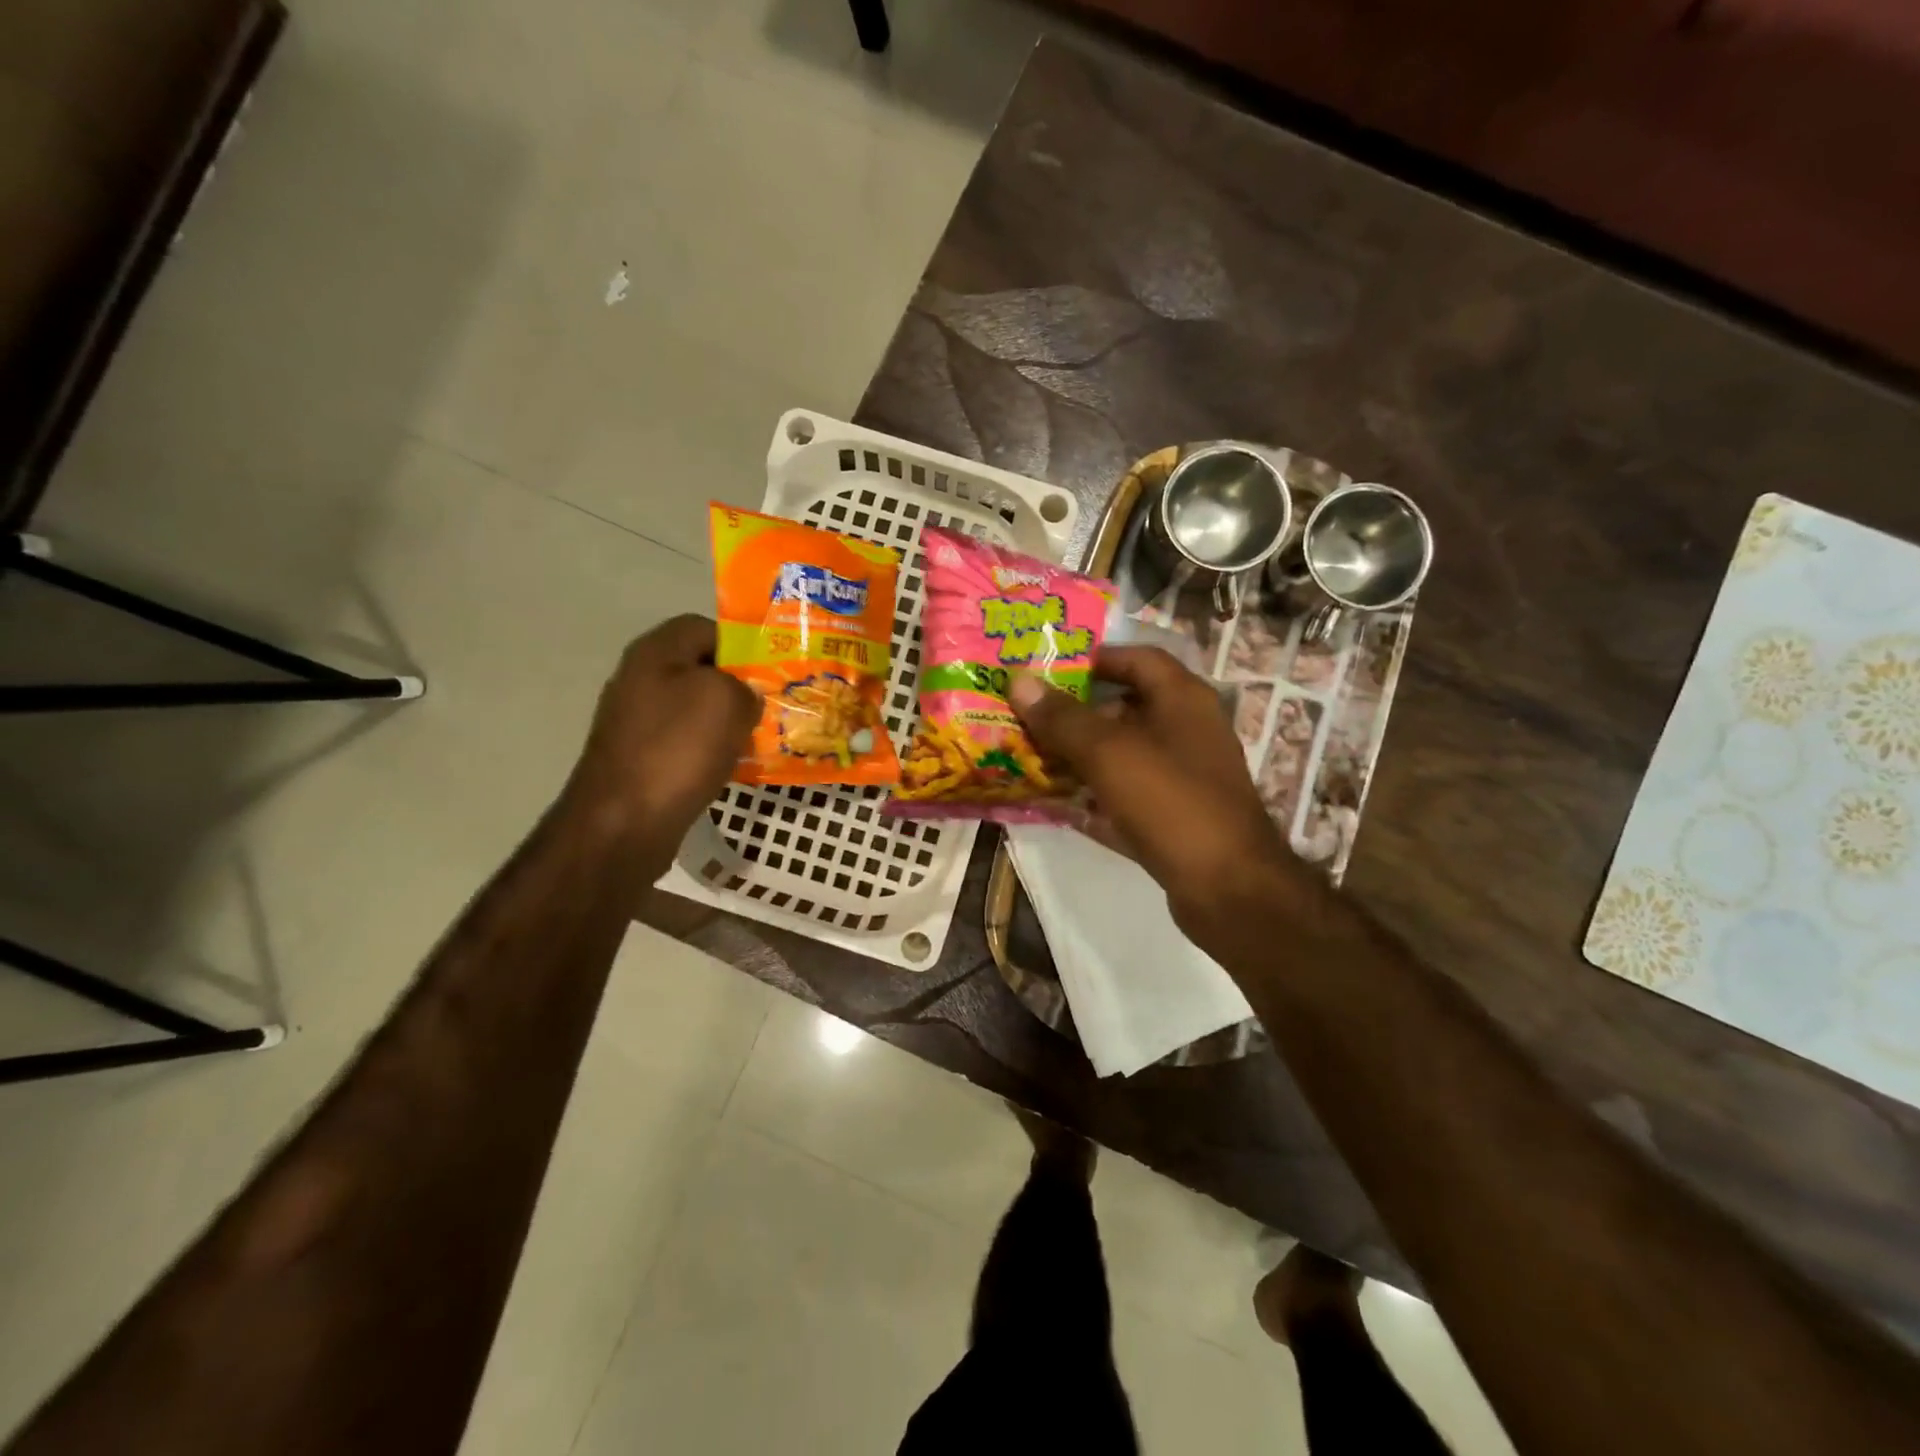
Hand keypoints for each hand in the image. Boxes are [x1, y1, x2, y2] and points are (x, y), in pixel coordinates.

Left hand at [563, 615, 758, 862]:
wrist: (624, 822)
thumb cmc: (677, 749)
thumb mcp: (726, 700)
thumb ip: (745, 686)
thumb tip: (745, 697)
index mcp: (656, 652)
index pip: (705, 627)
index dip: (742, 643)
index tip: (772, 669)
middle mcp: (641, 679)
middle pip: (701, 669)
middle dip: (739, 686)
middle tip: (773, 705)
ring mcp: (637, 721)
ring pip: (696, 709)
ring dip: (728, 722)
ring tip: (761, 738)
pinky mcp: (640, 757)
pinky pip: (686, 742)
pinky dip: (711, 750)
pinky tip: (733, 766)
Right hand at [1008, 646, 1296, 933]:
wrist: (1229, 890)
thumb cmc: (1171, 802)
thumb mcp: (1110, 753)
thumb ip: (1062, 718)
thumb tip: (1018, 682)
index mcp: (1183, 700)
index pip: (1138, 659)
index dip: (1096, 658)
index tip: (1050, 668)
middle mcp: (1187, 732)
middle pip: (1125, 709)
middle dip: (1076, 712)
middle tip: (1028, 715)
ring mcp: (1182, 779)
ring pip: (1122, 756)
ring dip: (1080, 756)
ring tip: (1030, 756)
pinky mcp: (1174, 819)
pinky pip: (1125, 797)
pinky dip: (1094, 797)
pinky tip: (1055, 804)